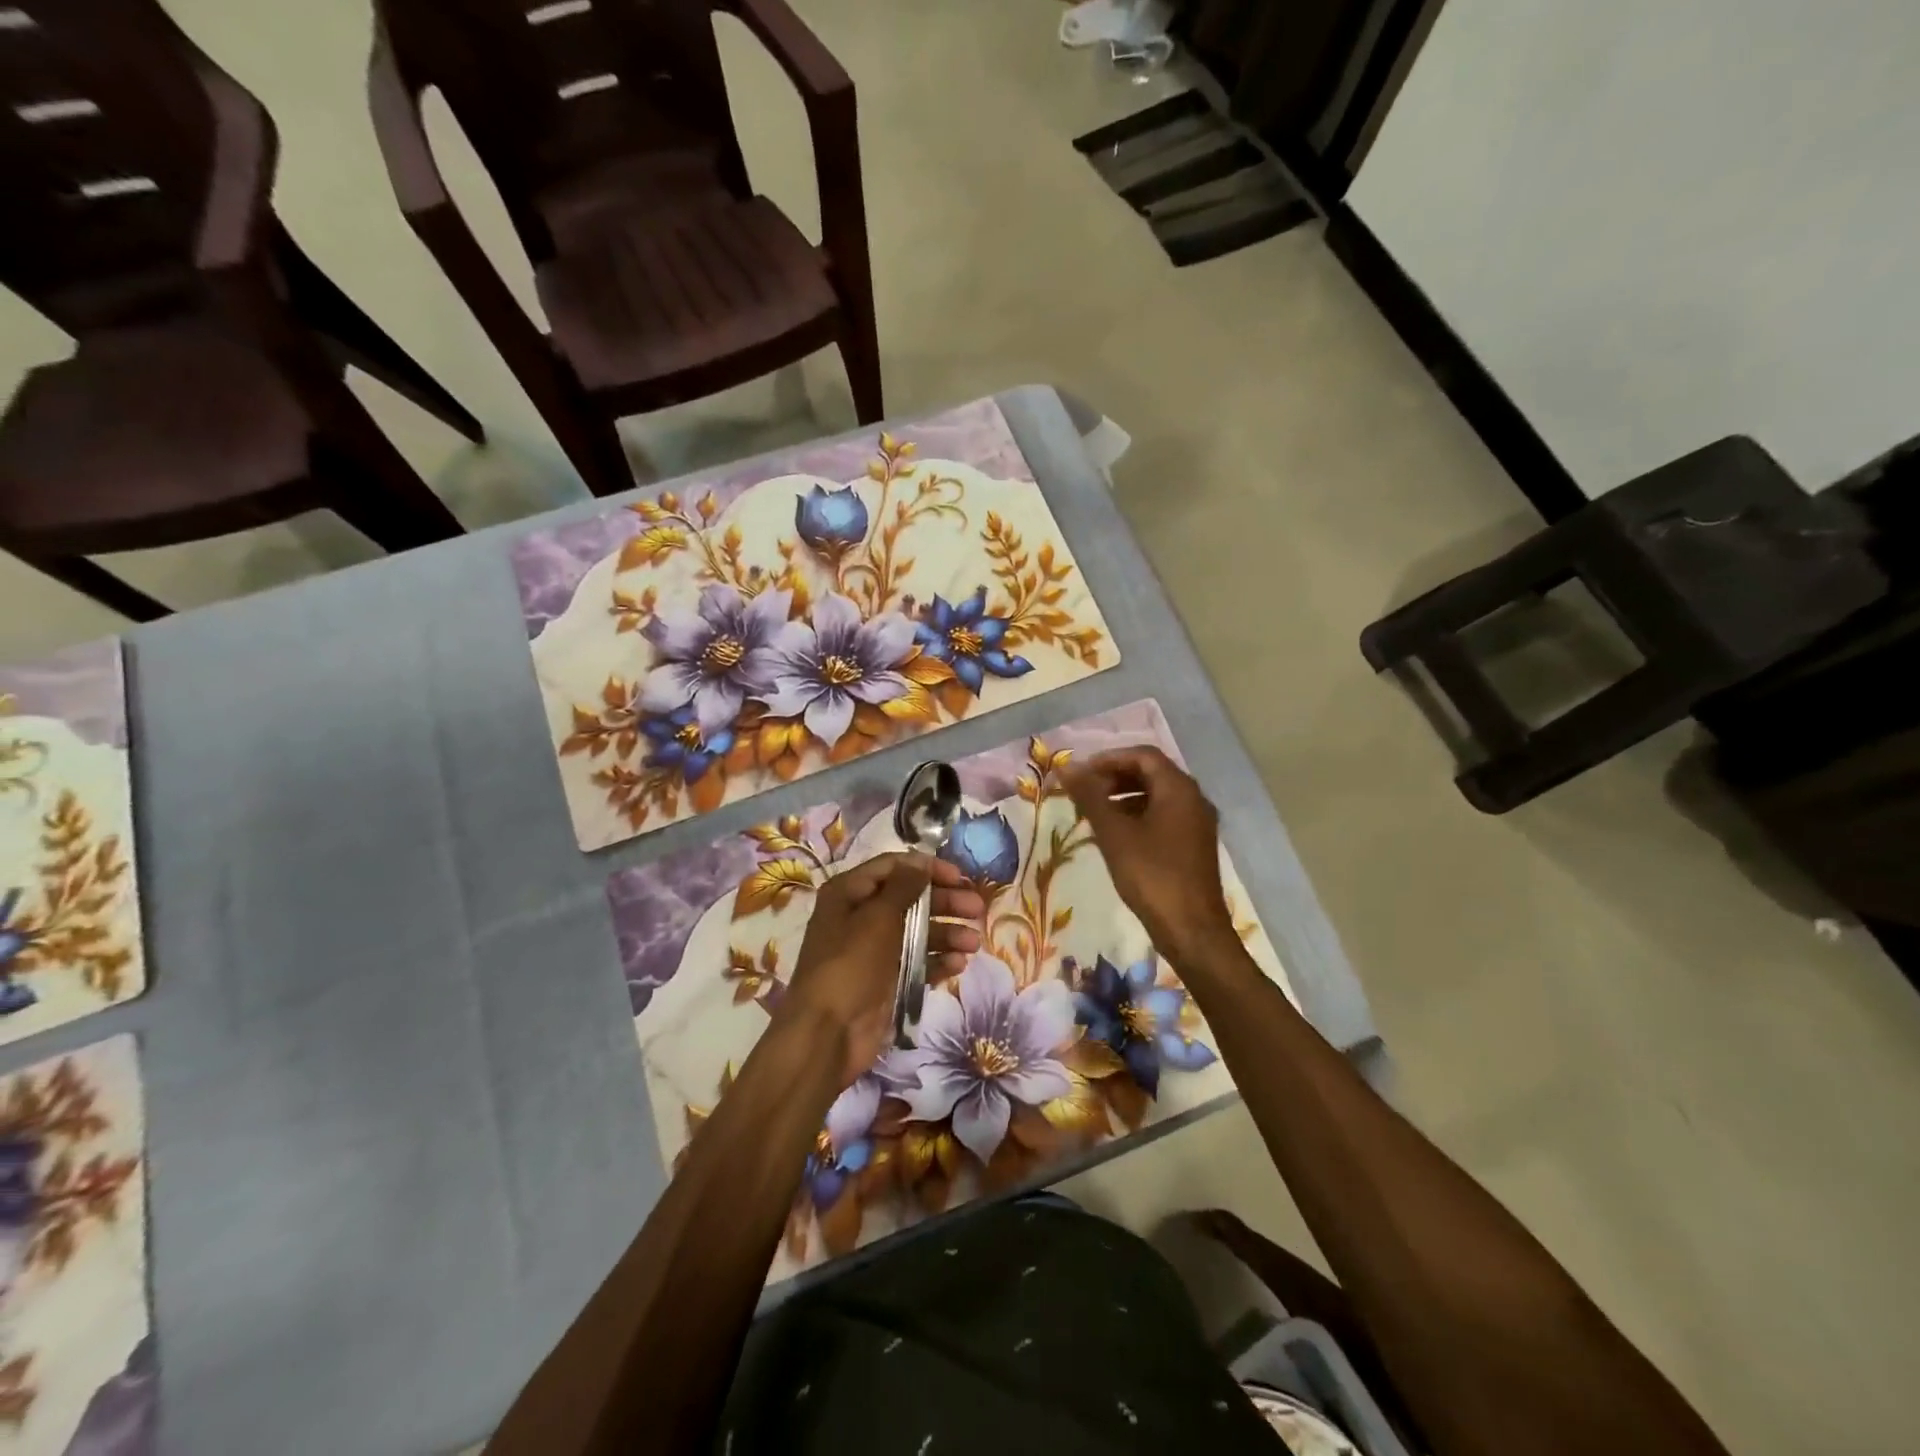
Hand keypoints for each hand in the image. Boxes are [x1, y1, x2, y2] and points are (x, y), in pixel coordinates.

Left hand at [779, 852, 983, 1087]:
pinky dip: (938, 961)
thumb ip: (903, 887)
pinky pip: (918, 962)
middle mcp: (862, 916)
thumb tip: (920, 862)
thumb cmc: (850, 964)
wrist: (828, 1033)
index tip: (959, 877)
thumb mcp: (877, 917)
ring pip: (918, 932)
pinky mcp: (888, 979)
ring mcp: (876, 950)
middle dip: (945, 902)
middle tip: (977, 909)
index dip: (926, 869)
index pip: (893, 867)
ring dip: (947, 934)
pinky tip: (958, 964)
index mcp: (849, 893)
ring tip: (973, 943)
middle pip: (911, 899)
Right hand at [1065, 747, 1238, 971]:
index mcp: (1179, 789)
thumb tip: (1065, 767)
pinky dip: (1138, 816)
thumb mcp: (1114, 834)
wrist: (1191, 930)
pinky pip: (1164, 816)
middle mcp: (1194, 799)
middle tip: (1084, 792)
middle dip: (1114, 777)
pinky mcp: (1194, 845)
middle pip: (1151, 773)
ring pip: (1157, 796)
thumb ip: (1089, 797)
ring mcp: (1197, 823)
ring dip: (1124, 797)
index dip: (1109, 759)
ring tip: (1094, 814)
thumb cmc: (1151, 876)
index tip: (1080, 774)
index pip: (1143, 755)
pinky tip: (1116, 836)